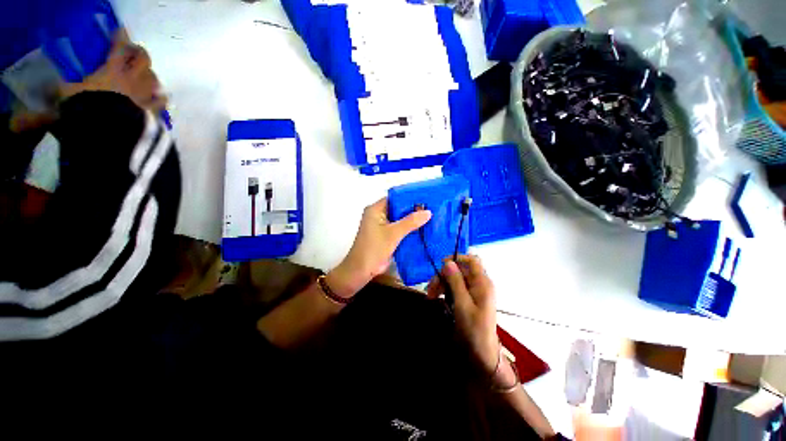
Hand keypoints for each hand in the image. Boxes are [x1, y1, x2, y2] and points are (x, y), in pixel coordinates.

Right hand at [60, 32, 165, 111]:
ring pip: (154, 79)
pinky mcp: (153, 110)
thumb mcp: (68, 93)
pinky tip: (159, 97)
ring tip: (145, 76)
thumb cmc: (87, 107)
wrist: (109, 130)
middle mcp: (133, 79)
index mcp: (113, 70)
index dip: (120, 37)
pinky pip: (162, 101)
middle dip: (139, 53)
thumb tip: (56, 84)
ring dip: (150, 75)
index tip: (120, 31)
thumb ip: (65, 85)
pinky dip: (160, 97)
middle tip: (133, 52)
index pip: (119, 47)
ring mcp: (145, 94)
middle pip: (143, 59)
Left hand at [327, 198, 431, 298]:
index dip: (410, 197)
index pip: (395, 198)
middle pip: (398, 208)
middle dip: (413, 209)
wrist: (362, 270)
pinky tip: (423, 229)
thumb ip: (410, 222)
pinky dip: (409, 229)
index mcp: (376, 209)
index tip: (426, 198)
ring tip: (431, 217)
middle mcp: (378, 215)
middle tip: (432, 208)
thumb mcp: (393, 234)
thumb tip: (428, 212)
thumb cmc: (374, 248)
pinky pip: (399, 229)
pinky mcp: (386, 236)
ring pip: (400, 219)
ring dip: (412, 220)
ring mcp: (382, 226)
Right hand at [429, 255, 502, 377]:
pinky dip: (445, 290)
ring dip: (441, 283)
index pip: (471, 260)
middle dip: (443, 275)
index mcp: (482, 283)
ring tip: (430, 295)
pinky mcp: (468, 298)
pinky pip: (455, 287)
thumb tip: (448, 262)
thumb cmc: (474, 329)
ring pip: (455, 278)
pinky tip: (437, 297)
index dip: (457, 258)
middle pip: (459, 270)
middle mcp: (479, 284)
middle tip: (430, 288)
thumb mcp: (462, 304)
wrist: (482, 353)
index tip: (441, 265)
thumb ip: (456, 282)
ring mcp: (474, 291)